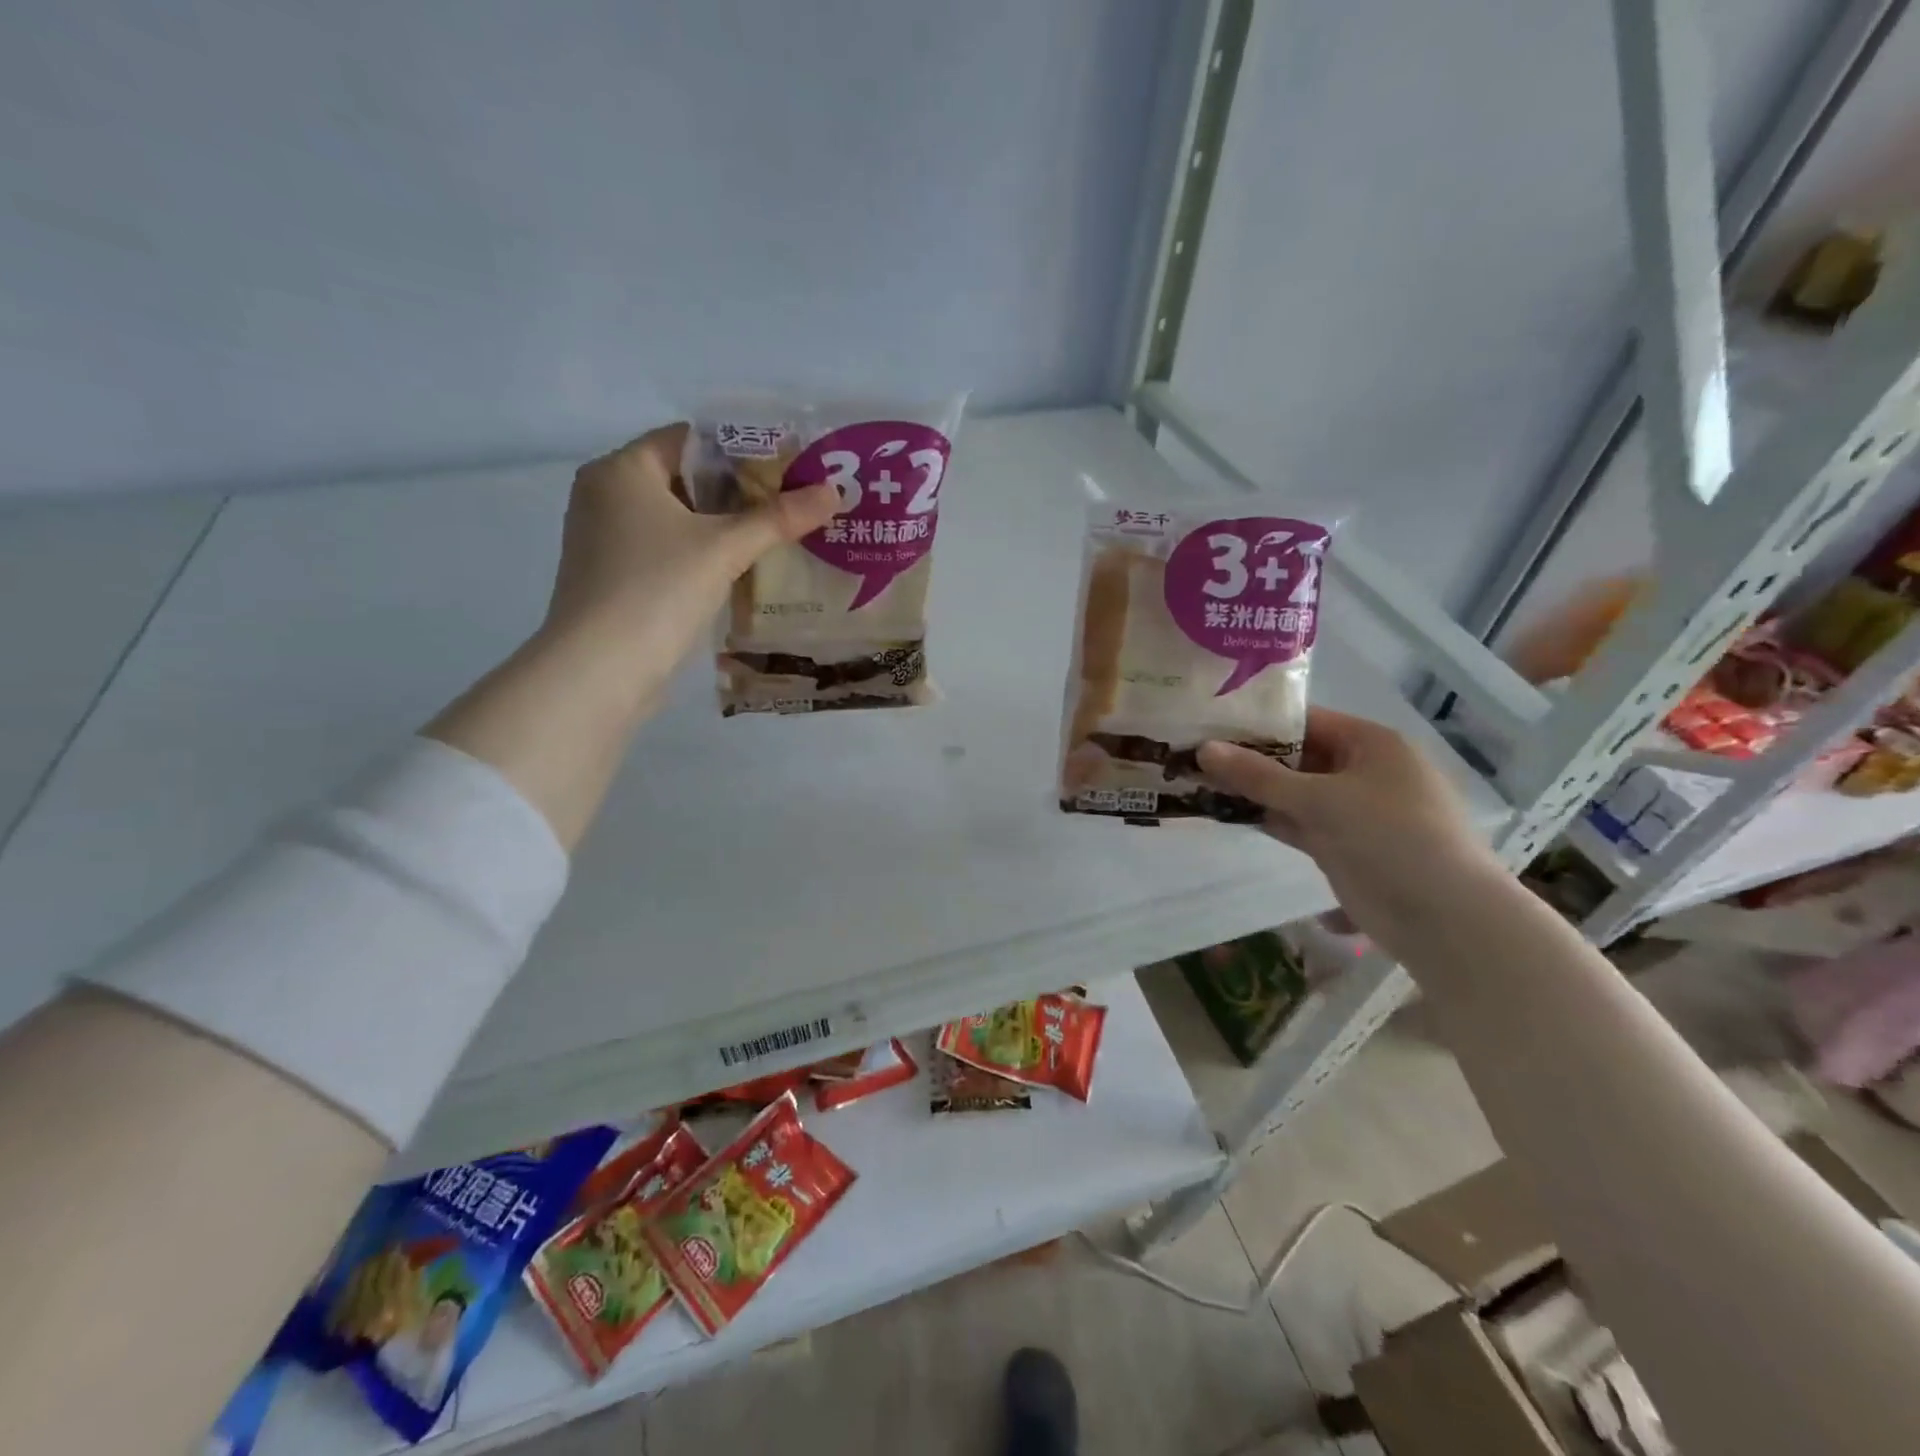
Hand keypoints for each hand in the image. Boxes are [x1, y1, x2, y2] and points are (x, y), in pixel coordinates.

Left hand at [543, 423, 839, 704]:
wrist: (601, 668)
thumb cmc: (658, 589)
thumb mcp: (725, 549)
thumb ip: (778, 518)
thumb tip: (834, 491)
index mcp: (622, 470)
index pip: (690, 440)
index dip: (742, 450)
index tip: (788, 467)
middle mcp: (605, 495)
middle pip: (685, 480)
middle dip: (740, 493)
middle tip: (792, 503)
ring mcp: (606, 539)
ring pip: (677, 520)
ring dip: (724, 528)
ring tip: (778, 536)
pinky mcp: (614, 578)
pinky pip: (667, 551)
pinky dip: (702, 556)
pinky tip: (741, 572)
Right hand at [1198, 709, 1501, 953]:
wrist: (1446, 919)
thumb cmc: (1390, 838)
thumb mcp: (1320, 800)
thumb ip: (1259, 776)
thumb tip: (1202, 750)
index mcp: (1370, 744)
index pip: (1304, 720)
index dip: (1257, 722)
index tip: (1208, 722)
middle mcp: (1362, 771)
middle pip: (1296, 757)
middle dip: (1249, 759)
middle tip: (1193, 754)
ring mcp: (1353, 811)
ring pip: (1293, 793)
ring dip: (1253, 791)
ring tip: (1198, 781)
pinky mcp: (1343, 846)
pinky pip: (1297, 823)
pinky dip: (1268, 819)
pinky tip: (1227, 814)